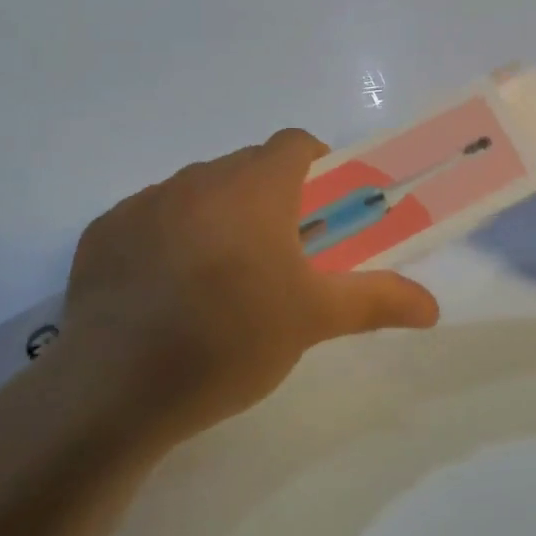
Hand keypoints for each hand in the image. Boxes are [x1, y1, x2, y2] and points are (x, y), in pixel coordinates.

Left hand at [58, 130, 438, 443]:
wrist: (113, 391)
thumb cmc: (229, 341)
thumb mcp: (312, 320)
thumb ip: (377, 300)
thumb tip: (433, 306)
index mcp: (254, 188)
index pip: (296, 144)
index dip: (318, 168)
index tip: (324, 212)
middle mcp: (198, 179)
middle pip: (247, 168)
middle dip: (271, 198)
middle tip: (281, 256)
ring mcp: (144, 203)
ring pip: (198, 191)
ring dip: (219, 216)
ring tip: (221, 280)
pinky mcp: (103, 232)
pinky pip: (151, 218)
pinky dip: (168, 238)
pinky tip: (165, 294)